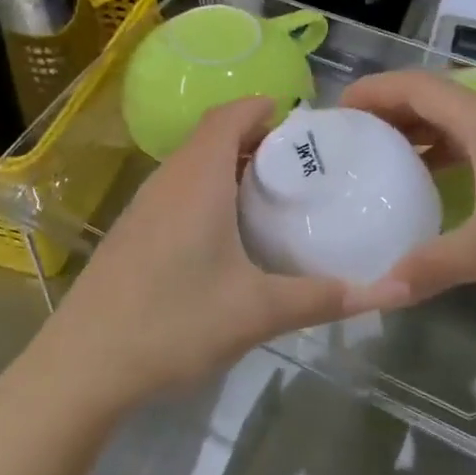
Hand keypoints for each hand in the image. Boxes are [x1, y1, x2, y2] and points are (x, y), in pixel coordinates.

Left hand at [22, 98, 370, 416]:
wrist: (83, 366)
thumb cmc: (174, 323)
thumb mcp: (258, 312)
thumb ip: (324, 298)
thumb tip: (392, 293)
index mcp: (198, 179)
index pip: (229, 116)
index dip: (261, 108)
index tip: (299, 120)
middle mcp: (167, 181)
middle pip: (210, 137)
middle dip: (253, 138)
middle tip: (298, 162)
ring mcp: (142, 207)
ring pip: (190, 165)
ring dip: (227, 166)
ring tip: (269, 194)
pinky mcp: (131, 234)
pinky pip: (175, 192)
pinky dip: (206, 191)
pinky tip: (225, 235)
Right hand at [340, 70, 475, 304]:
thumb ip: (435, 264)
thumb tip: (381, 289)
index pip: (415, 87)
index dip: (373, 91)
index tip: (334, 112)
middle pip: (430, 101)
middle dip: (385, 114)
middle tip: (346, 142)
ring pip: (453, 127)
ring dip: (414, 137)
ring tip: (377, 164)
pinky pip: (473, 150)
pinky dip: (442, 160)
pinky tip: (431, 191)